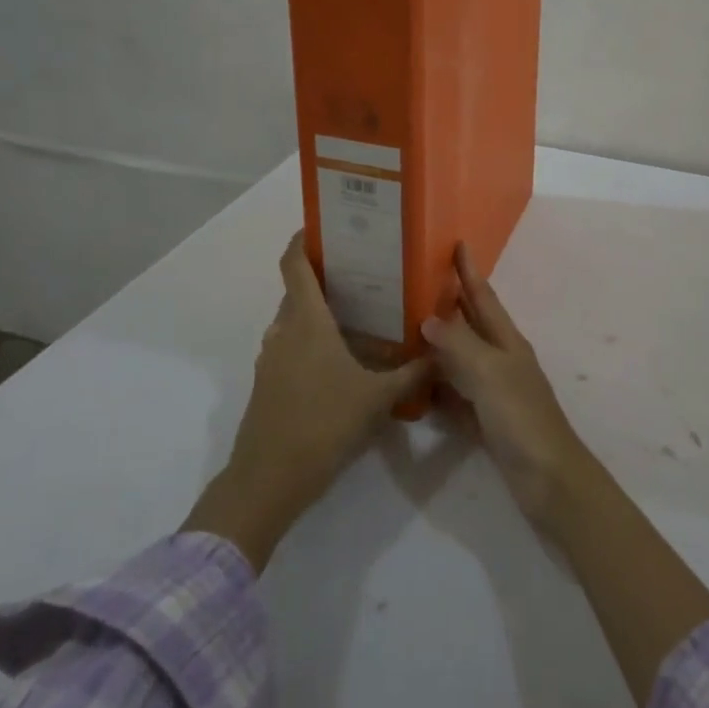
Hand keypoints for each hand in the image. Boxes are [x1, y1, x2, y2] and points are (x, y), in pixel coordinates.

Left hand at [183, 232, 434, 570]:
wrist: (268, 480)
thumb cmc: (323, 424)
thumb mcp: (377, 398)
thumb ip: (411, 374)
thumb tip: (441, 353)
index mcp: (306, 321)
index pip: (294, 264)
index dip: (303, 240)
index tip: (324, 227)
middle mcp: (283, 331)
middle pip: (297, 291)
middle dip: (324, 278)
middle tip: (363, 272)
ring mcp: (271, 359)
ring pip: (293, 321)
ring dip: (317, 312)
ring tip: (357, 313)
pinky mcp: (268, 384)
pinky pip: (290, 347)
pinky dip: (310, 341)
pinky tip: (340, 359)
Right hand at [423, 243, 595, 535]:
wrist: (549, 479)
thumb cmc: (522, 418)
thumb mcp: (490, 374)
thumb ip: (460, 345)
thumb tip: (428, 318)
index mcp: (507, 342)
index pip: (483, 297)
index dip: (469, 271)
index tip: (457, 243)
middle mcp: (501, 360)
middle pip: (471, 324)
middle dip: (450, 302)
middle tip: (418, 283)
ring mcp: (494, 392)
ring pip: (460, 359)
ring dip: (438, 344)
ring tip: (406, 330)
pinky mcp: (485, 421)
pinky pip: (455, 395)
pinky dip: (437, 387)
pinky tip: (416, 386)